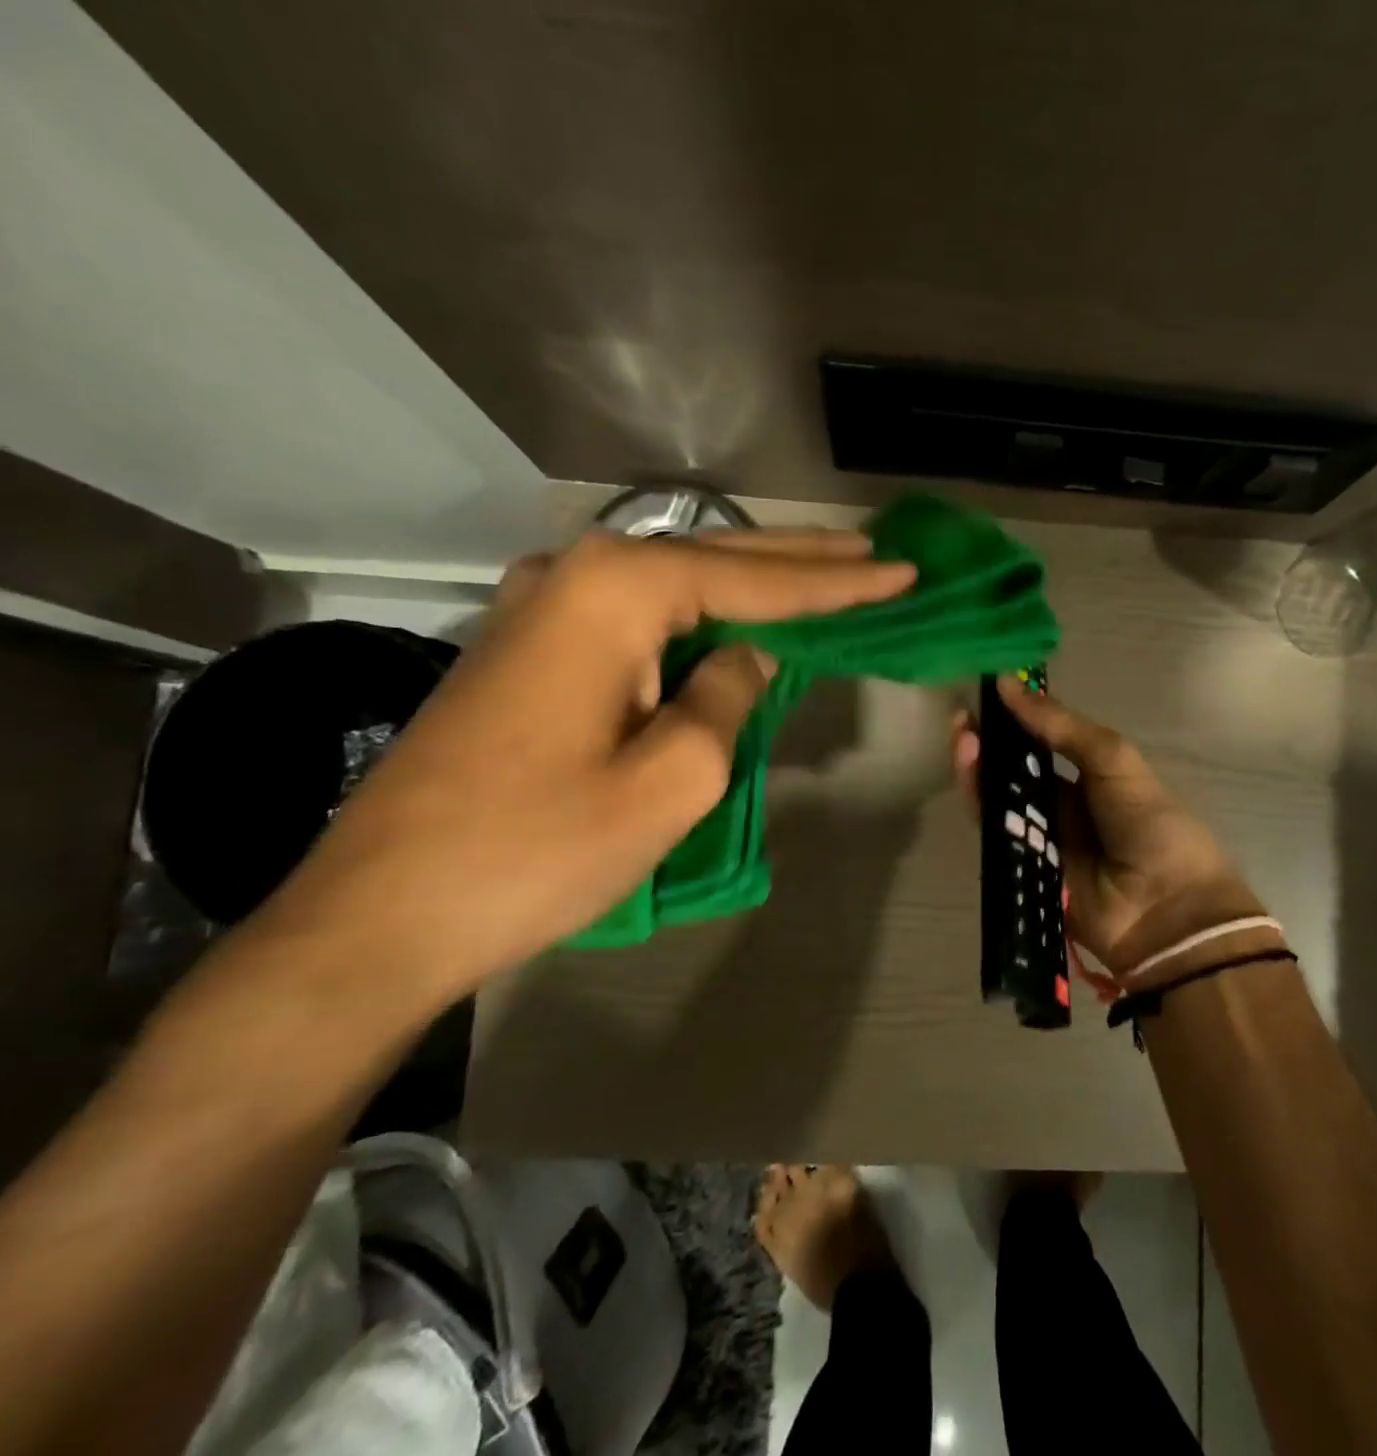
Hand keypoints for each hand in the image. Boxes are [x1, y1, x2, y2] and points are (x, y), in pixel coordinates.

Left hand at [246, 528, 915, 1002]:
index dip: (838, 583)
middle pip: (716, 561)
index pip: (756, 582)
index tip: (903, 570)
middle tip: (874, 553)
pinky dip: (701, 616)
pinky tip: (737, 619)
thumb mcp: (673, 779)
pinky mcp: (530, 649)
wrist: (385, 911)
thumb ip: (729, 698)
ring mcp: (542, 608)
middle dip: (802, 562)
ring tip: (824, 574)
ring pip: (676, 585)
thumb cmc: (539, 848)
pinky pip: (640, 618)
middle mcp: (574, 575)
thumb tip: (748, 657)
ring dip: (751, 583)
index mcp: (616, 593)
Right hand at [953, 677, 1279, 979]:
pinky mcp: (1025, 869)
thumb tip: (1009, 685)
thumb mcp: (1115, 761)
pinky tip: (971, 774)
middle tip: (962, 719)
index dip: (1017, 719)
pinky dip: (982, 806)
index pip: (1045, 742)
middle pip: (1017, 771)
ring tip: (962, 739)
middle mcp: (1065, 806)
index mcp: (1093, 778)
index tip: (988, 692)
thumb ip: (1062, 727)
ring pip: (1002, 800)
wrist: (1167, 910)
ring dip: (980, 769)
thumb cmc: (1151, 826)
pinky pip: (999, 834)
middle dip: (990, 744)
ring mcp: (1044, 839)